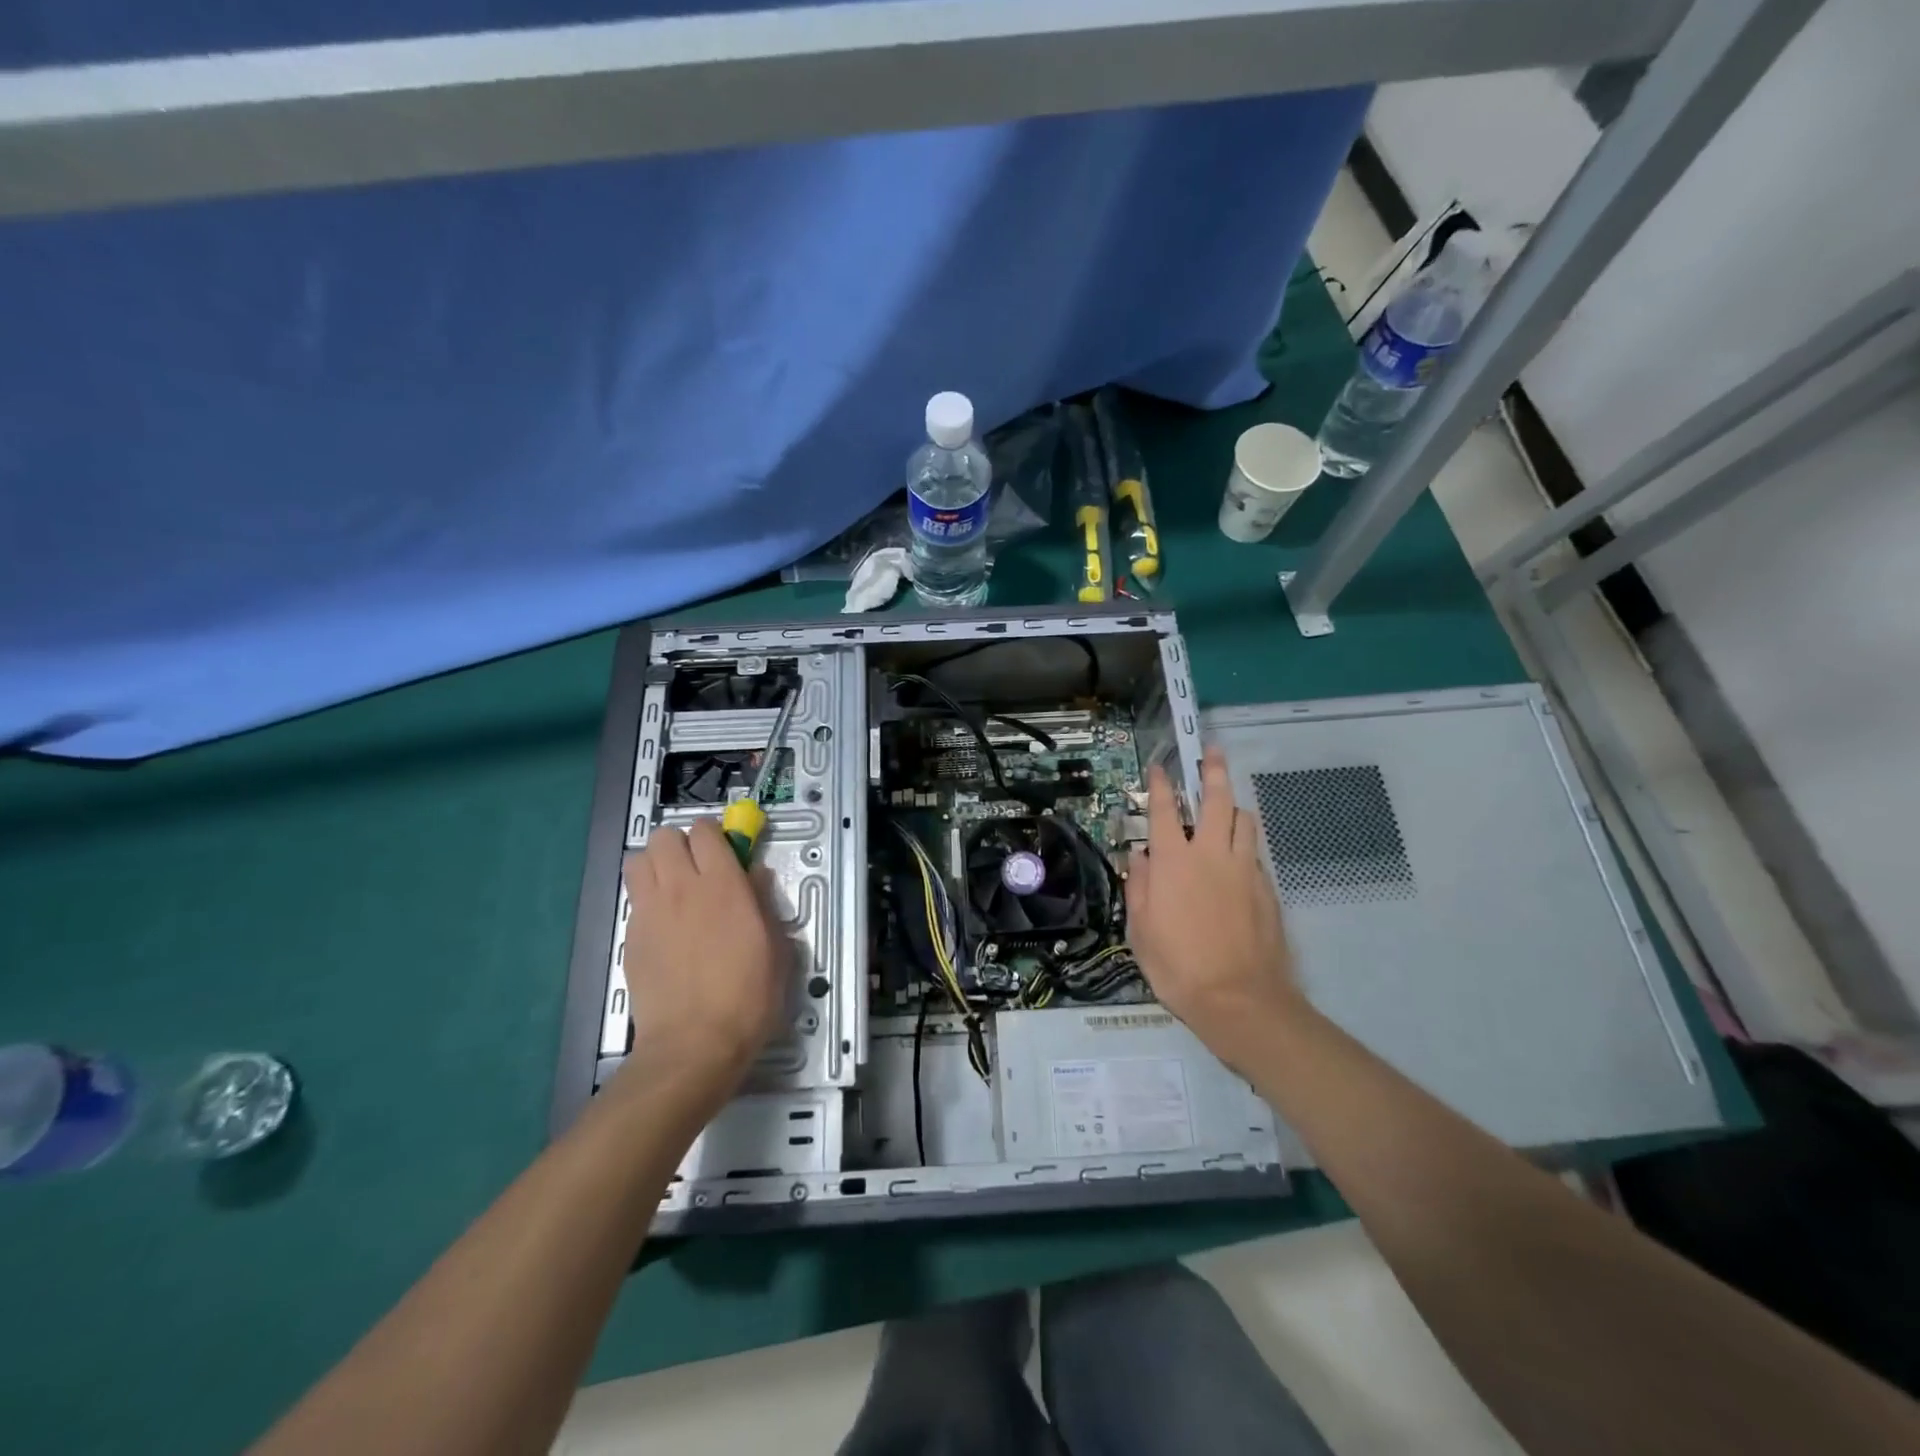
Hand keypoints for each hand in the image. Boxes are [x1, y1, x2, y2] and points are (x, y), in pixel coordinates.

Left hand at [620, 818, 787, 1113]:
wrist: (694, 1044)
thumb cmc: (748, 995)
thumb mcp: (775, 946)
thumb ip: (763, 901)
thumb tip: (755, 874)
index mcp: (722, 884)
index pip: (705, 831)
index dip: (714, 835)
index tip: (726, 852)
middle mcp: (680, 888)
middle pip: (664, 837)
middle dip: (680, 844)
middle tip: (698, 869)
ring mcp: (649, 912)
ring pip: (638, 860)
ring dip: (656, 865)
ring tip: (673, 889)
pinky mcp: (631, 938)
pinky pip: (634, 900)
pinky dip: (647, 901)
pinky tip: (665, 928)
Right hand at [1126, 747, 1307, 1071]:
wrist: (1240, 1000)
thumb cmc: (1178, 967)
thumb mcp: (1140, 931)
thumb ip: (1138, 887)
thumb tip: (1139, 856)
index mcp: (1173, 862)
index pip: (1165, 810)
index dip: (1161, 784)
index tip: (1160, 767)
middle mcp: (1210, 854)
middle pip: (1217, 799)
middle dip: (1213, 770)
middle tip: (1212, 752)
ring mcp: (1244, 869)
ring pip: (1244, 820)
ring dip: (1232, 806)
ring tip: (1226, 805)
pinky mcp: (1267, 888)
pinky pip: (1254, 852)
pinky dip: (1243, 843)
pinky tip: (1238, 856)